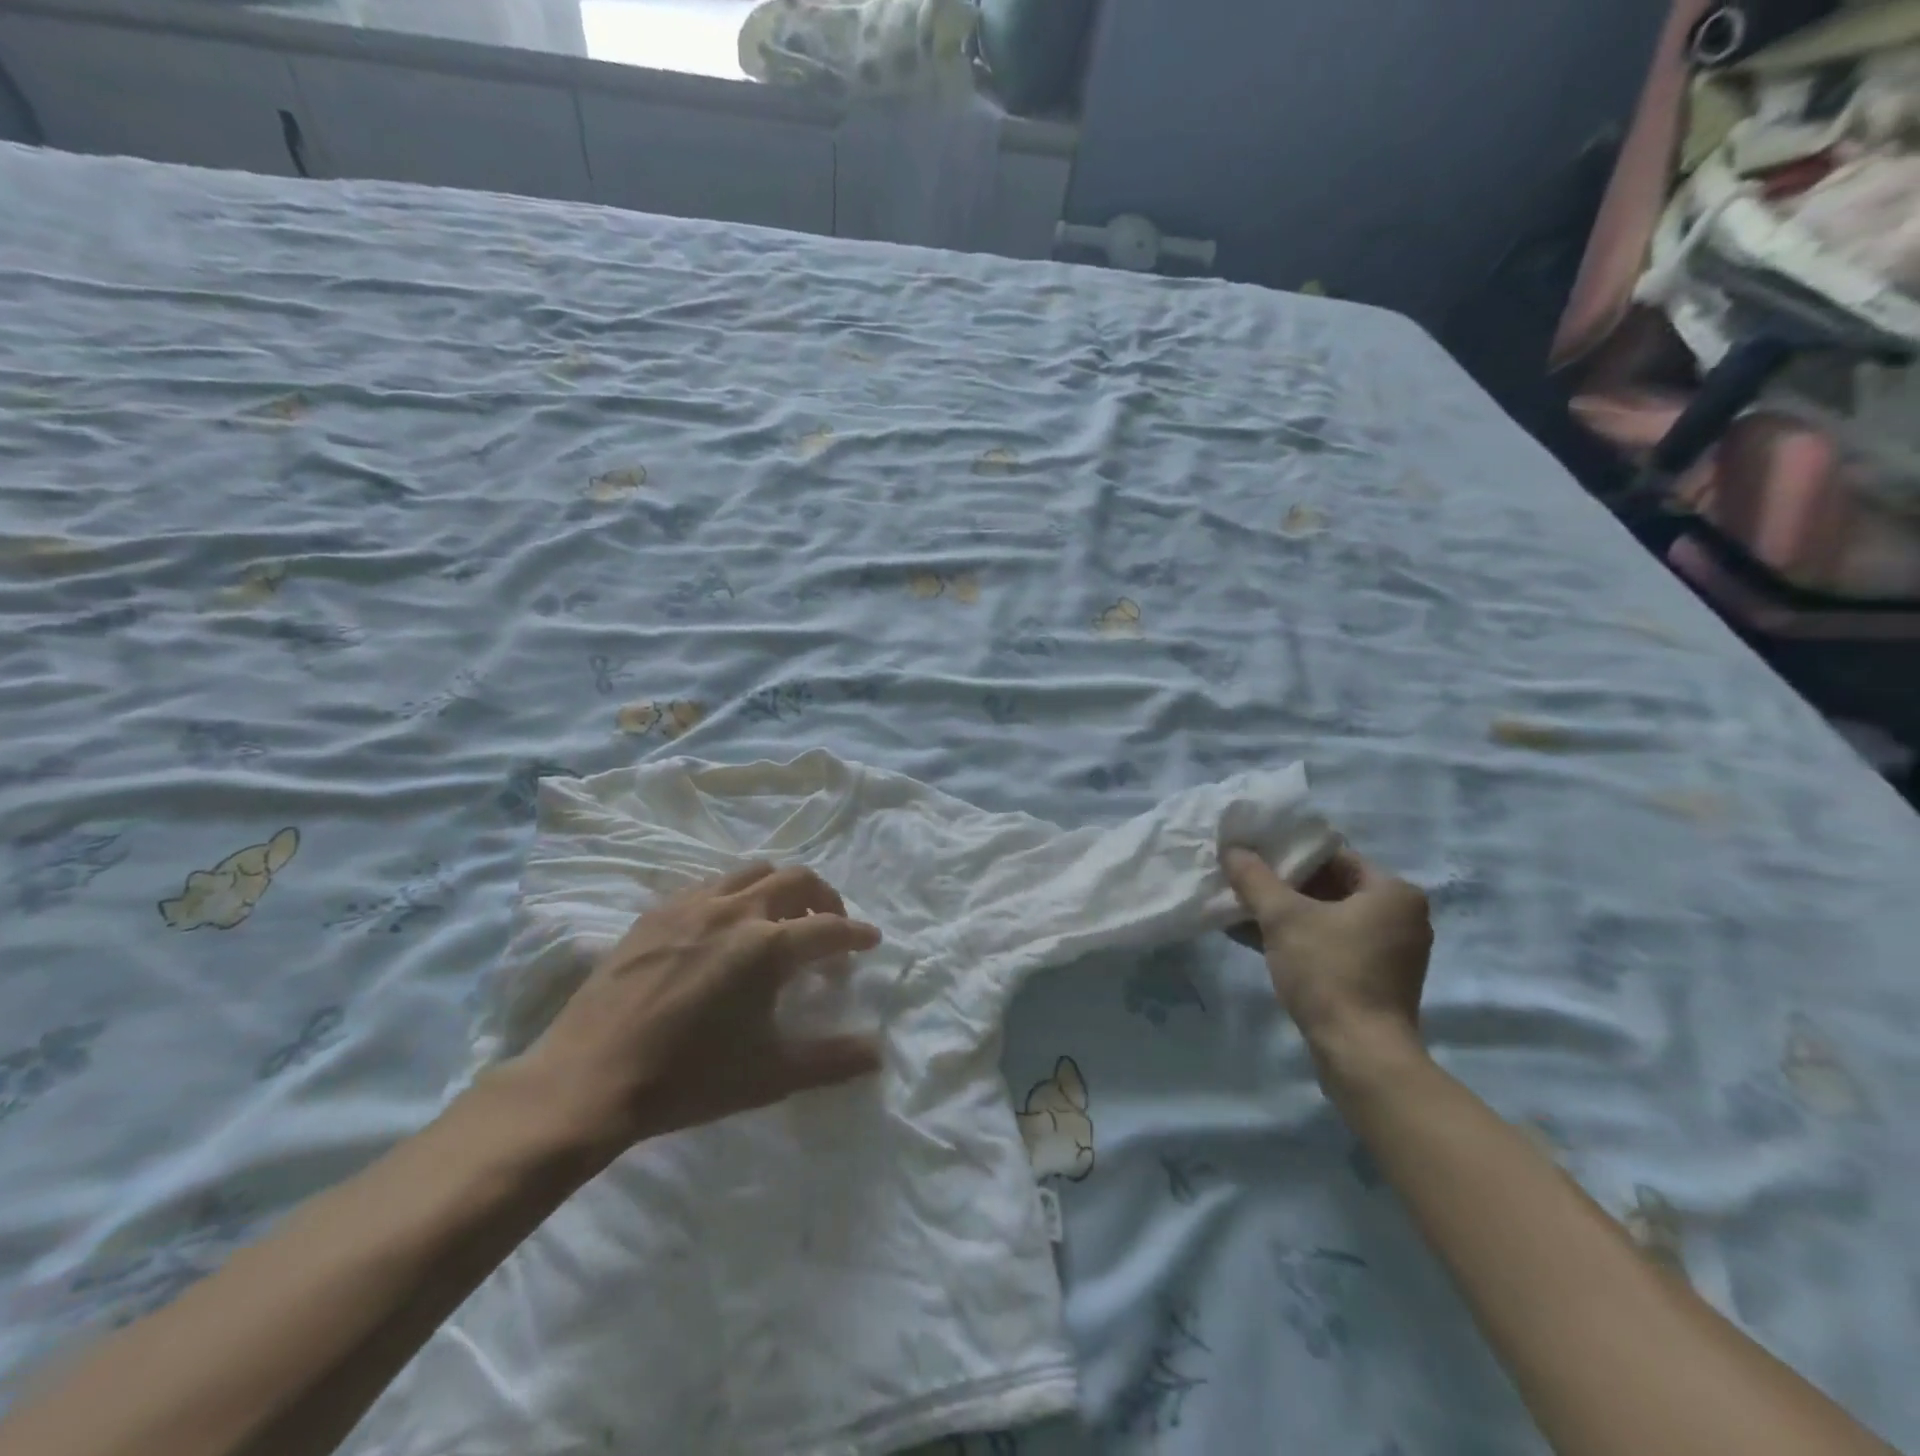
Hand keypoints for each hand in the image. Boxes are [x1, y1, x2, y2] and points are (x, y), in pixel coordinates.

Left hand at [508, 862, 882, 1160]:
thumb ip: (831, 1060)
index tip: (871, 940)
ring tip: (781, 918)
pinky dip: (735, 893)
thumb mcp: (770, 1075)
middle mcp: (735, 911)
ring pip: (752, 872)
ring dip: (780, 887)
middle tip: (830, 925)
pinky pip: (710, 884)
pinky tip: (725, 926)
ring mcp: (691, 905)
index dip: (856, 934)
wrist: (588, 1079)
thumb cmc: (688, 1079)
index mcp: (767, 947)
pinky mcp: (656, 912)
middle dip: (825, 898)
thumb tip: (878, 1052)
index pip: (829, 928)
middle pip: (796, 880)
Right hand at [1223, 846, 1431, 1068]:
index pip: (1333, 856)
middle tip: (1242, 878)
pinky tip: (1253, 935)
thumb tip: (1231, 849)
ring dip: (1284, 912)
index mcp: (1393, 893)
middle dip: (1282, 884)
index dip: (1289, 852)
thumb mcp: (1283, 917)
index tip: (1252, 853)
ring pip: (1326, 917)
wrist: (1359, 1054)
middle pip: (1329, 886)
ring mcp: (1389, 952)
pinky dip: (1297, 938)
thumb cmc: (1329, 972)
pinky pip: (1330, 944)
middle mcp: (1400, 917)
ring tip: (1240, 905)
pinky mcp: (1374, 979)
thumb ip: (1255, 878)